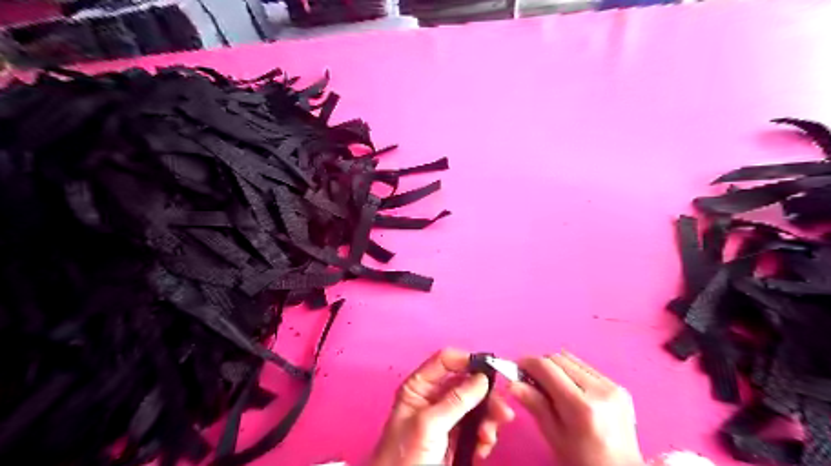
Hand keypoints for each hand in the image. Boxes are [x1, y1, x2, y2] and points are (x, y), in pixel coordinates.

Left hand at [369, 347, 513, 463]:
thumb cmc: (406, 456)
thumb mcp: (429, 425)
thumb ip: (456, 400)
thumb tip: (482, 378)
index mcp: (420, 387)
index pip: (445, 361)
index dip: (467, 361)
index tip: (490, 370)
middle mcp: (434, 398)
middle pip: (466, 384)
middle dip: (486, 397)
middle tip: (502, 412)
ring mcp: (446, 418)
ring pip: (476, 406)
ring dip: (488, 419)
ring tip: (488, 438)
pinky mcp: (456, 438)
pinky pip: (477, 428)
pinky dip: (484, 437)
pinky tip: (483, 449)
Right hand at [515, 351, 641, 464]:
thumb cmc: (582, 460)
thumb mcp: (553, 436)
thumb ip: (534, 404)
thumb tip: (511, 383)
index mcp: (581, 406)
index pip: (546, 367)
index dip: (526, 363)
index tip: (514, 369)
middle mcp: (599, 389)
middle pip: (558, 358)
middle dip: (540, 365)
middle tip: (529, 380)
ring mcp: (612, 386)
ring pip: (571, 359)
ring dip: (555, 367)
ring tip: (550, 386)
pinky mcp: (619, 386)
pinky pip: (585, 368)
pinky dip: (571, 373)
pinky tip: (569, 390)